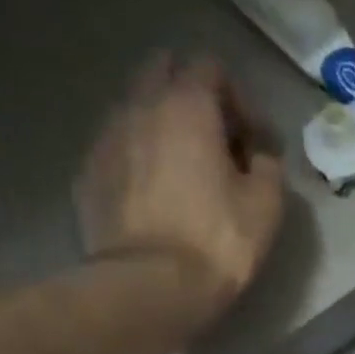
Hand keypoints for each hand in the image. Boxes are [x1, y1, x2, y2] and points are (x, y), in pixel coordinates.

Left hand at [76, 55, 284, 322]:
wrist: (149, 287)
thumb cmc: (217, 242)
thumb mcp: (266, 205)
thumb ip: (267, 166)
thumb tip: (258, 156)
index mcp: (187, 105)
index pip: (210, 66)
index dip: (238, 98)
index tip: (252, 140)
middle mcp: (139, 107)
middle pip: (161, 71)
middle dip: (190, 95)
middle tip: (214, 141)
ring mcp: (105, 139)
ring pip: (134, 109)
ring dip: (159, 125)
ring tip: (180, 169)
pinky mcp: (86, 176)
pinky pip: (116, 149)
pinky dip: (136, 158)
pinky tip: (152, 196)